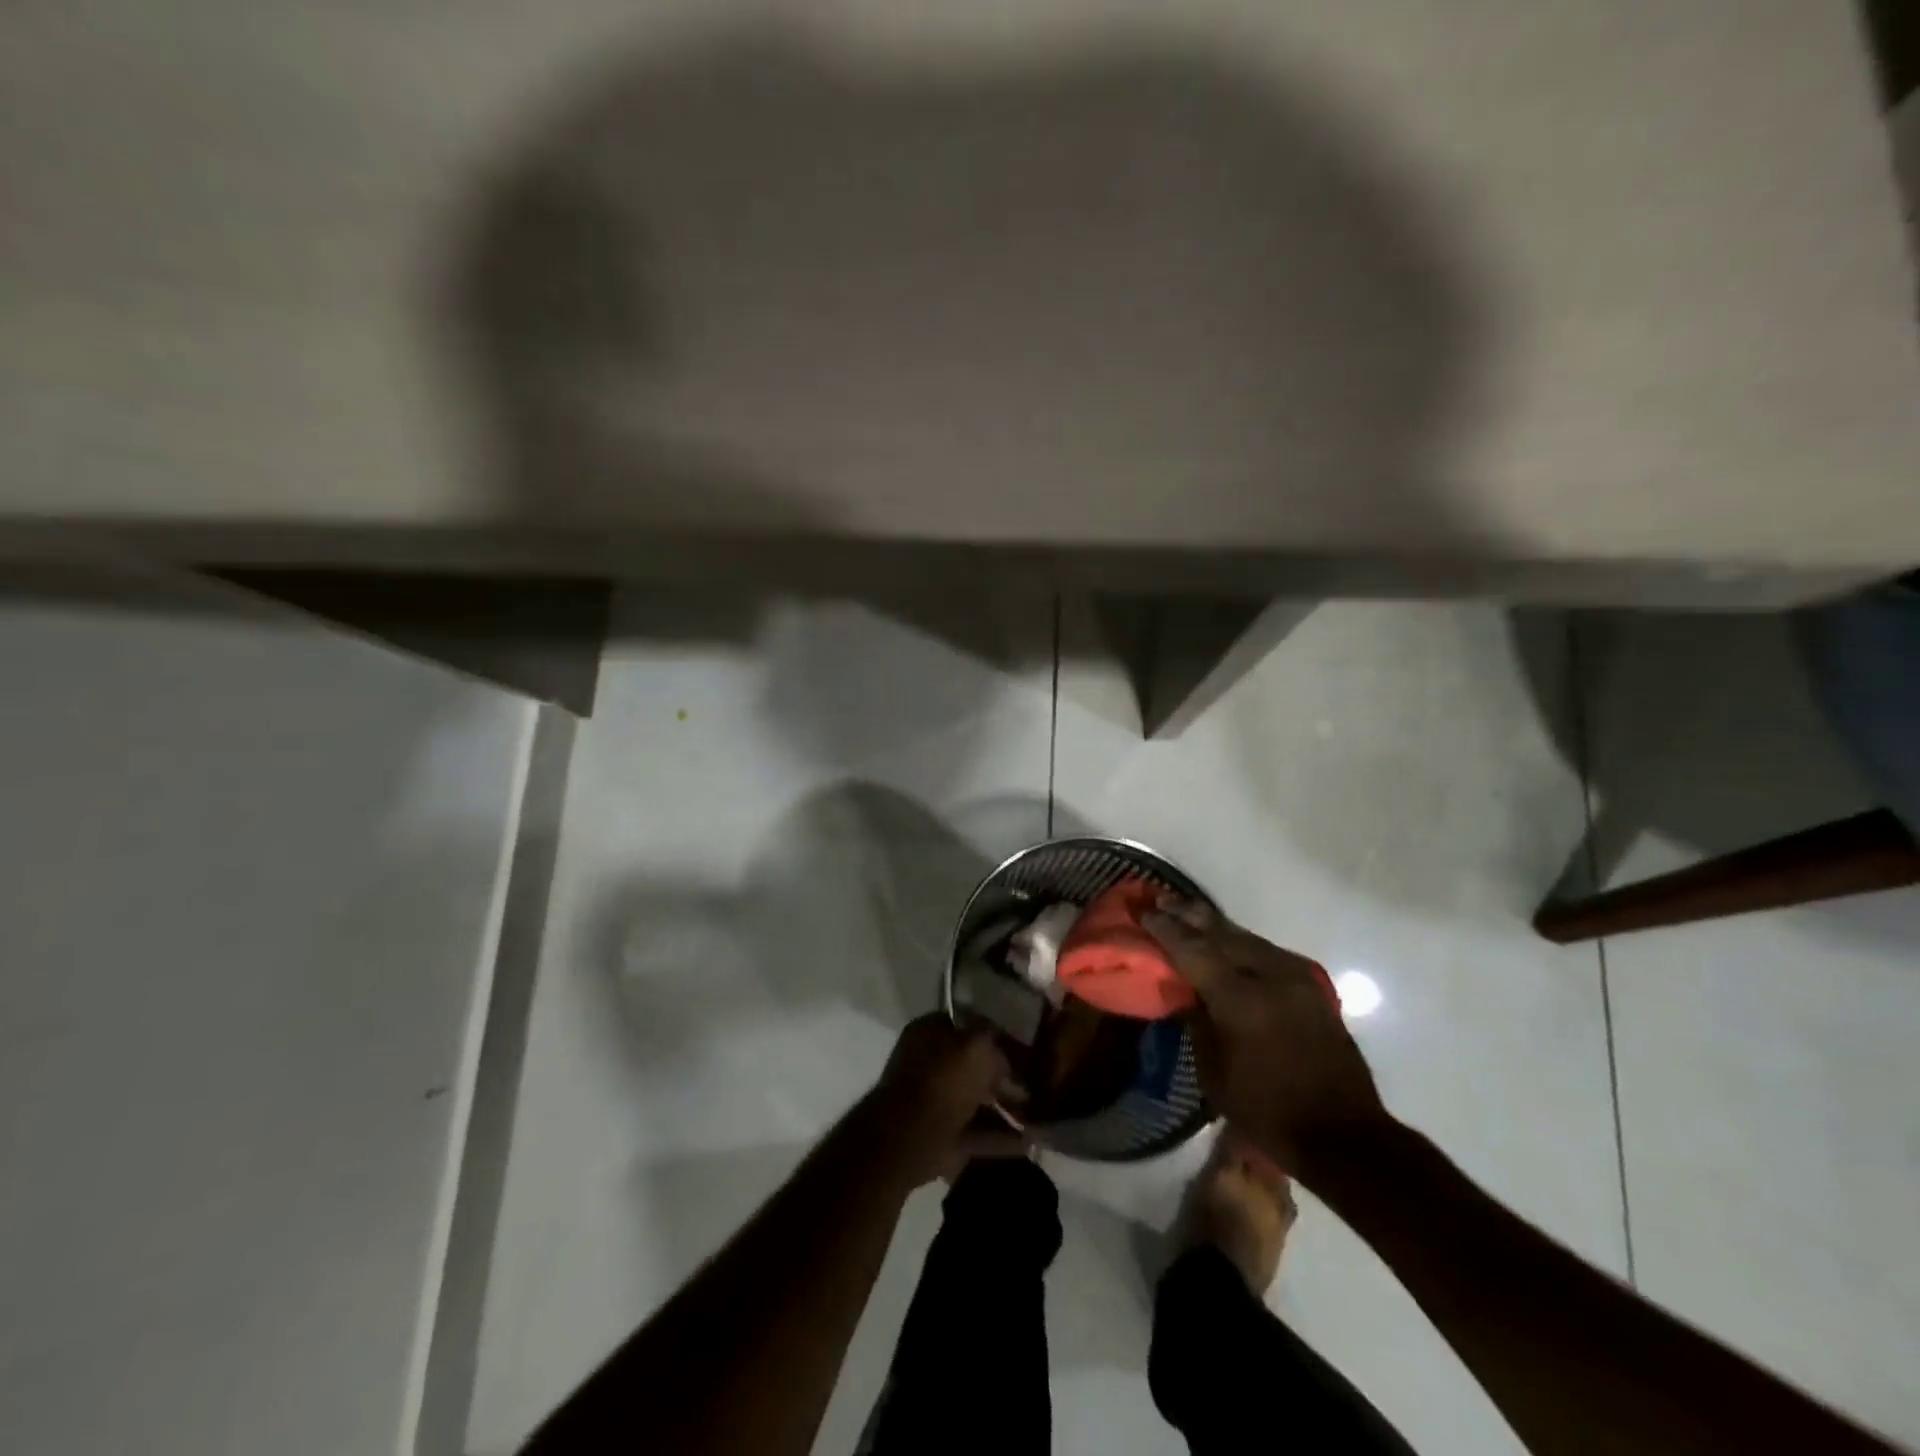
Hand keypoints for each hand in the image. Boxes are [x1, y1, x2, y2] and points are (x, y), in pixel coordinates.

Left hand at [868, 1014, 1025, 1186]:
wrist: (908, 1137)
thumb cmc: (943, 1080)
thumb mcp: (978, 1046)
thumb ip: (996, 1042)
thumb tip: (1006, 1056)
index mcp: (929, 1032)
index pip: (968, 1025)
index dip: (997, 1035)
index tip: (1024, 1048)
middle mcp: (928, 1063)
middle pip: (972, 1067)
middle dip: (1003, 1078)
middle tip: (1035, 1086)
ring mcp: (932, 1102)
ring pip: (976, 1101)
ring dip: (1005, 1109)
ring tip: (1038, 1117)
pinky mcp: (939, 1137)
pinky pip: (975, 1133)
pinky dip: (999, 1138)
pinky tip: (1028, 1142)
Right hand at [1142, 898, 1386, 1177]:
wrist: (1343, 1133)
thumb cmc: (1267, 1110)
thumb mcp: (1214, 1074)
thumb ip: (1197, 1022)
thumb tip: (1188, 990)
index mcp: (1239, 999)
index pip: (1193, 949)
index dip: (1165, 928)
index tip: (1143, 911)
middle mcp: (1269, 976)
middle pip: (1221, 932)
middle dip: (1188, 914)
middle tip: (1161, 898)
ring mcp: (1295, 977)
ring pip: (1246, 937)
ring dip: (1215, 925)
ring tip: (1189, 912)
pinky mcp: (1311, 986)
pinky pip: (1267, 951)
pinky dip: (1241, 942)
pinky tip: (1229, 940)